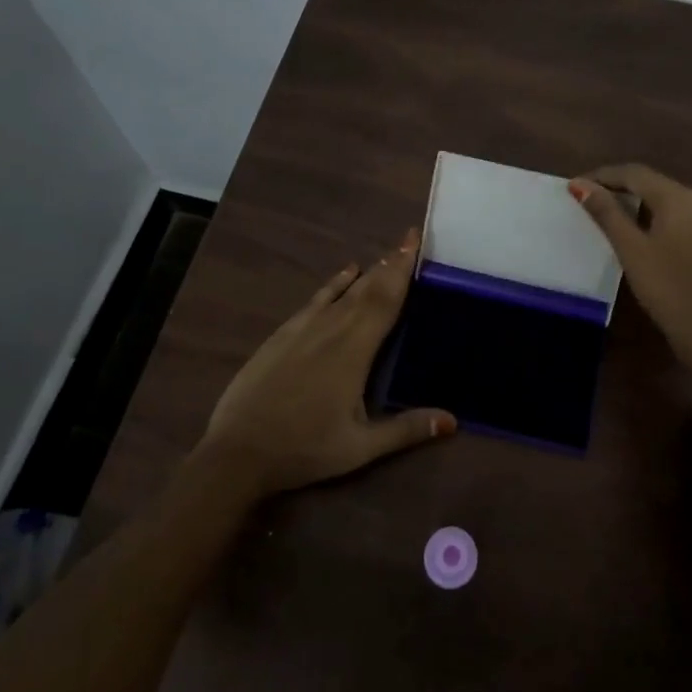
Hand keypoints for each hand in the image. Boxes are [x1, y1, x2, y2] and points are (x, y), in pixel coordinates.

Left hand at [198, 228, 455, 497]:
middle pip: (368, 288)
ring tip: (388, 256)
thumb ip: (406, 429)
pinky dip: (335, 282)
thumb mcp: (360, 447)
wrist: (238, 451)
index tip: (415, 241)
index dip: (403, 270)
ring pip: (344, 290)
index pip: (386, 300)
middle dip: (391, 263)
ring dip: (369, 272)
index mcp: (355, 350)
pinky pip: (317, 298)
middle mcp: (333, 328)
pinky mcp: (284, 334)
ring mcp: (305, 328)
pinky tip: (346, 272)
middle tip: (409, 240)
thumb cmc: (304, 448)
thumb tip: (453, 420)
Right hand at [568, 164, 691, 383]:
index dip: (601, 176)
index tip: (573, 187)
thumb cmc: (670, 291)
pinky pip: (674, 215)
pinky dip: (649, 217)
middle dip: (615, 187)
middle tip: (584, 200)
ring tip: (602, 214)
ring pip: (662, 199)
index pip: (633, 172)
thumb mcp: (632, 250)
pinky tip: (633, 232)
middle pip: (649, 182)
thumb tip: (580, 184)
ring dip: (632, 202)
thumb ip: (606, 213)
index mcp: (679, 197)